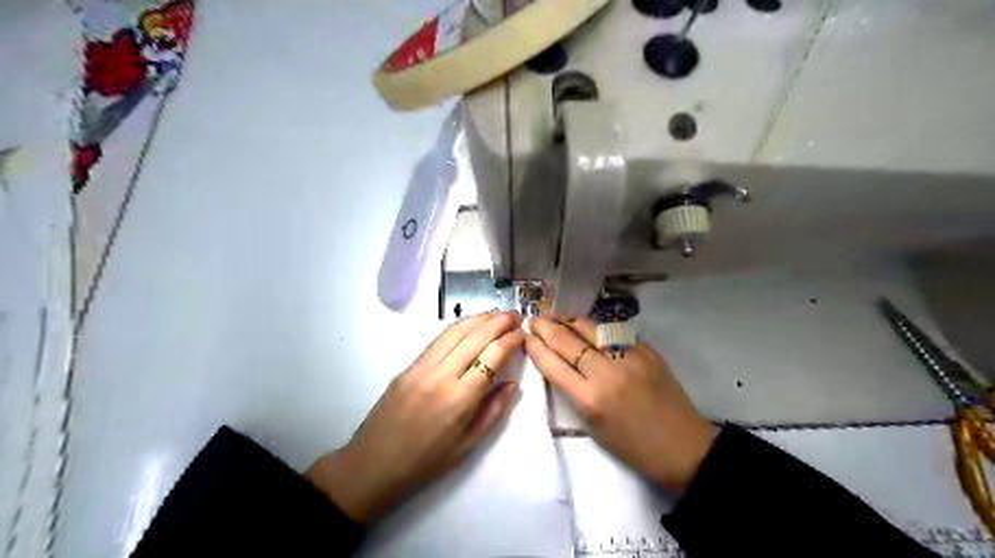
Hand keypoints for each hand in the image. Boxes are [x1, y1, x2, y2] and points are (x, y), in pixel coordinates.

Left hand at [306, 311, 522, 523]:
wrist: (372, 466)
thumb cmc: (425, 463)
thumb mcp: (467, 446)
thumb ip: (494, 412)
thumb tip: (513, 384)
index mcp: (459, 399)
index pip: (492, 356)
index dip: (510, 340)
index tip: (523, 333)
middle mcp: (441, 375)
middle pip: (475, 337)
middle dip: (498, 322)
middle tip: (516, 314)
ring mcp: (421, 367)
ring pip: (454, 332)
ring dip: (478, 319)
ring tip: (497, 314)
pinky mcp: (407, 366)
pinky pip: (438, 340)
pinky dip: (458, 327)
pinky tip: (469, 326)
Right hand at [527, 315, 714, 494]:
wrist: (682, 447)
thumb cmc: (632, 446)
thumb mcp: (593, 426)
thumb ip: (574, 392)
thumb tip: (559, 363)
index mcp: (590, 399)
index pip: (553, 364)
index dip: (536, 347)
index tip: (526, 337)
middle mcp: (607, 372)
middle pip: (568, 341)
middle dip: (546, 327)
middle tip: (534, 320)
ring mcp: (630, 357)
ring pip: (591, 328)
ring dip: (570, 322)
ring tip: (558, 319)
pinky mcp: (648, 351)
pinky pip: (615, 332)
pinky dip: (597, 329)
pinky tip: (590, 329)